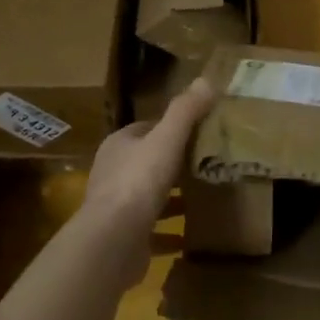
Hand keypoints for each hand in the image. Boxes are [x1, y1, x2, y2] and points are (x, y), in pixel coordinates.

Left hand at [81, 79, 217, 245]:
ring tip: (203, 196)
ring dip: (172, 197)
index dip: (171, 128)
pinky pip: (151, 230)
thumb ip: (185, 111)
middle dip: (174, 162)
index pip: (146, 128)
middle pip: (147, 161)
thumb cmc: (139, 181)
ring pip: (149, 196)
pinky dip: (169, 231)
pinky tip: (190, 235)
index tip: (199, 131)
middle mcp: (113, 172)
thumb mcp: (166, 139)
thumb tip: (206, 79)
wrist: (113, 240)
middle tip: (207, 163)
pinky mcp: (124, 236)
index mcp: (119, 144)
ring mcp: (116, 207)